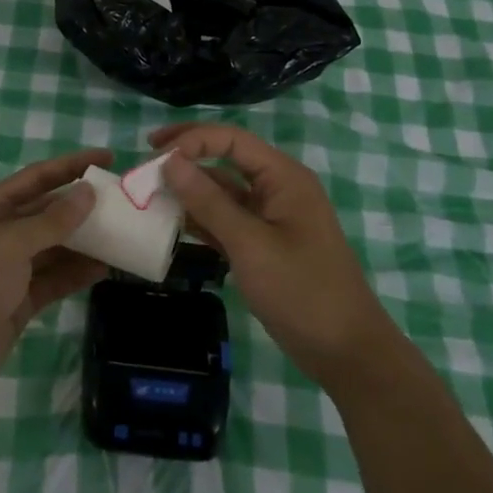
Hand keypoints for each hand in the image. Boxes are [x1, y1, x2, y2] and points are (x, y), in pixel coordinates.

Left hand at [0, 148, 110, 413]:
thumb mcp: (8, 247)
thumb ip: (50, 221)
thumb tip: (88, 192)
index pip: (37, 178)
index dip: (71, 165)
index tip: (108, 158)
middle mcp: (2, 233)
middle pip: (49, 211)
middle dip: (83, 205)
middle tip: (125, 201)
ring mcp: (11, 269)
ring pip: (56, 246)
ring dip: (86, 240)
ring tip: (125, 233)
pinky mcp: (20, 301)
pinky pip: (56, 279)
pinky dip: (78, 273)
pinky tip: (107, 268)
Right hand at [151, 123, 399, 391]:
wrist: (346, 352)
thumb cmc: (302, 292)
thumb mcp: (250, 244)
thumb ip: (209, 201)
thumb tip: (170, 160)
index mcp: (283, 177)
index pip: (231, 140)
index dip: (191, 140)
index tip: (153, 155)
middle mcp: (277, 188)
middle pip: (226, 159)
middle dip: (187, 158)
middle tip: (145, 163)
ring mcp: (271, 217)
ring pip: (223, 191)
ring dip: (190, 191)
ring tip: (150, 195)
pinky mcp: (264, 244)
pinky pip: (227, 219)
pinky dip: (201, 219)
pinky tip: (173, 223)